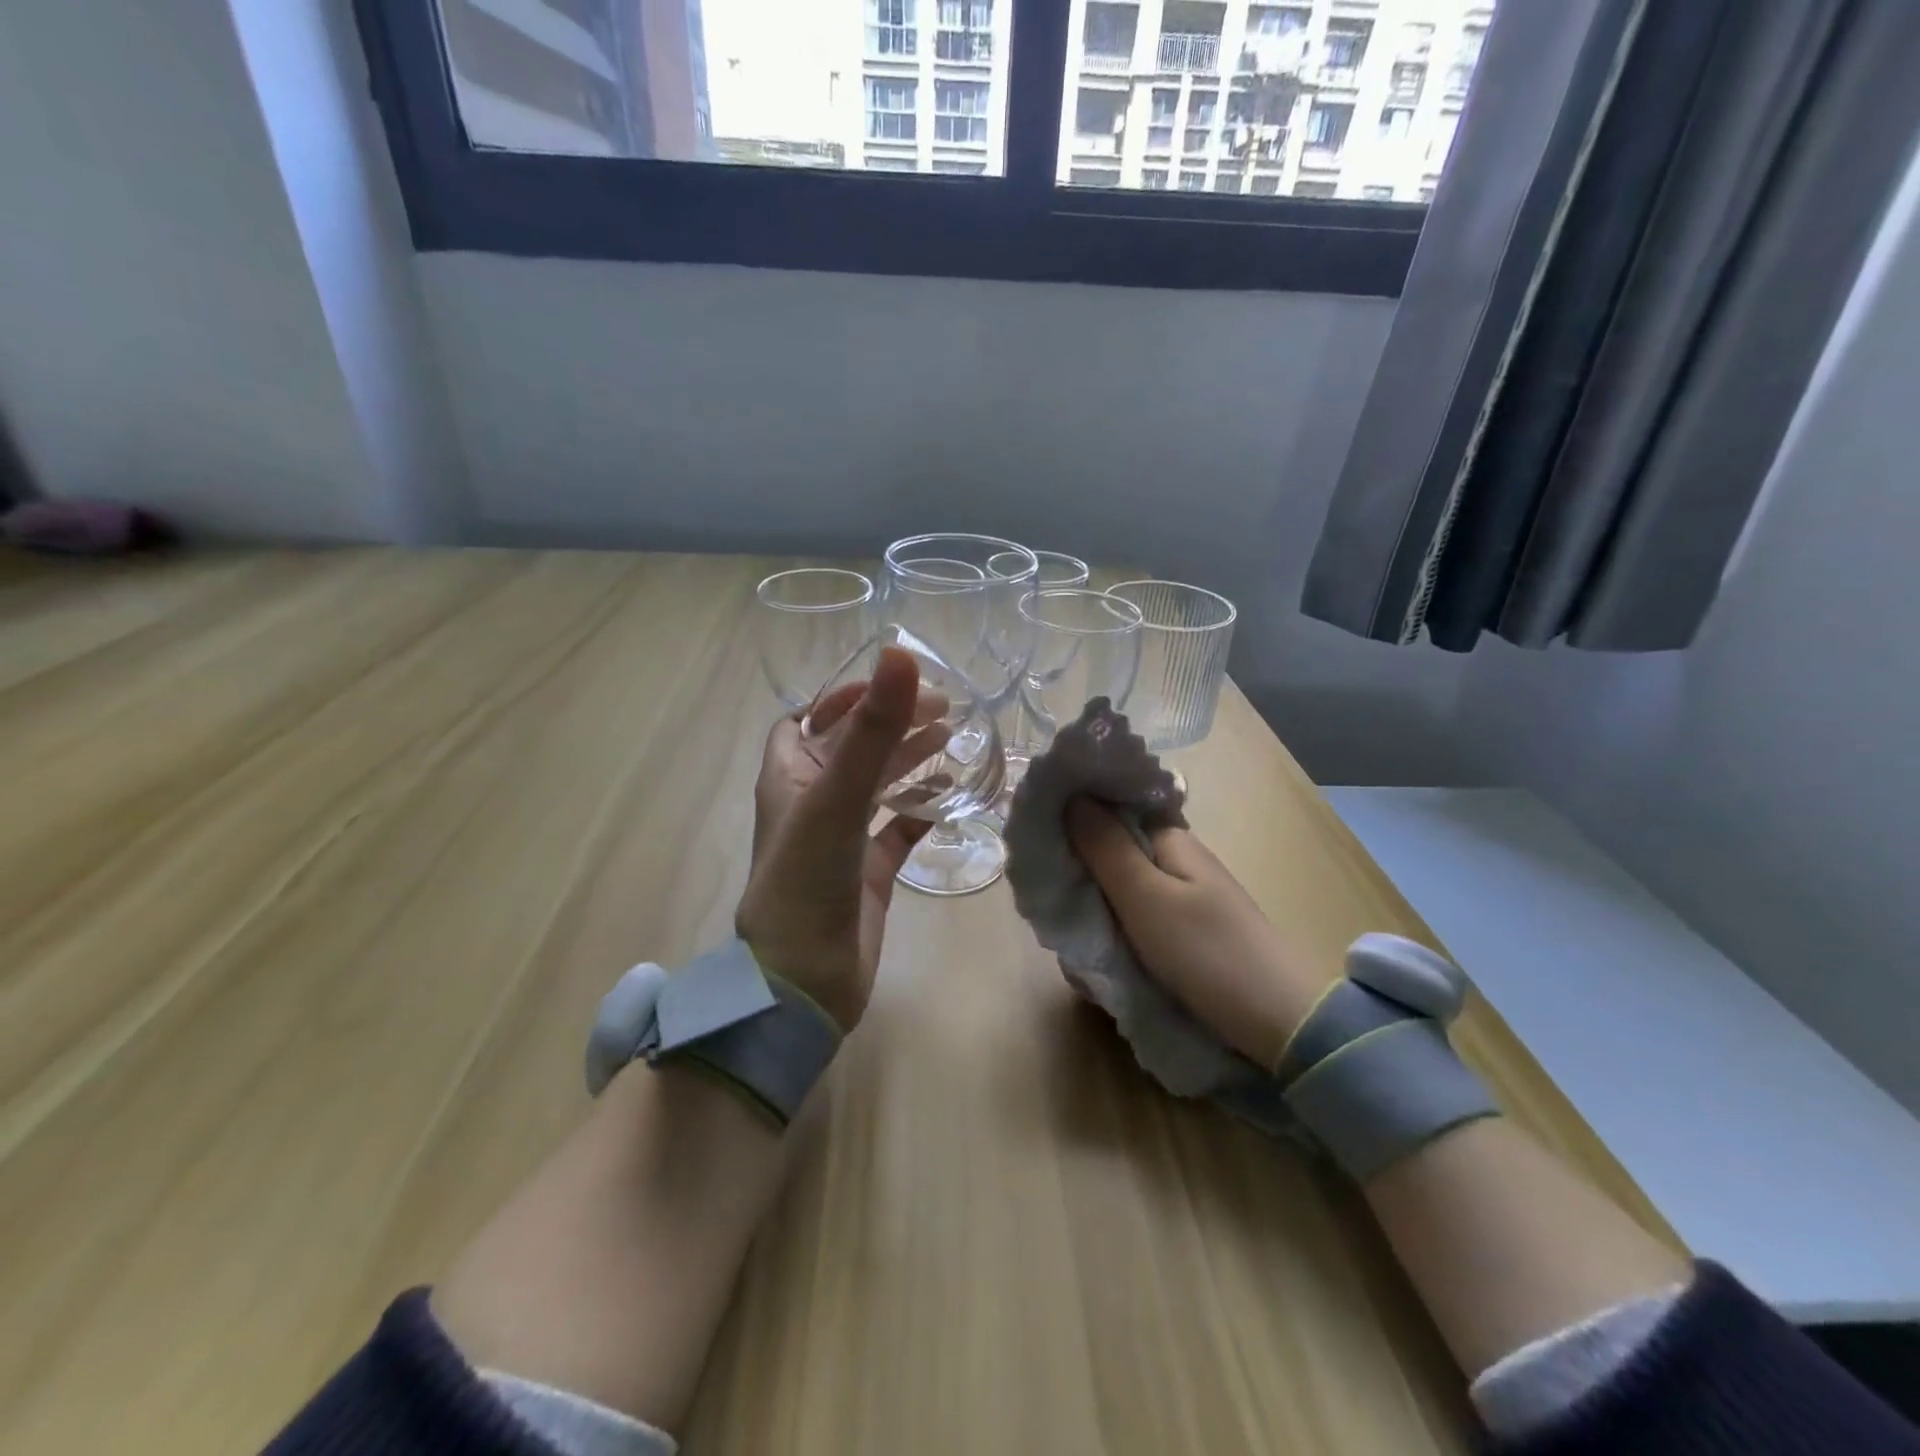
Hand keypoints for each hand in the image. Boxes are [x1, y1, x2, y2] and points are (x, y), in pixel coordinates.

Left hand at [735, 647, 942, 1032]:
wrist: (803, 984)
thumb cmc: (806, 880)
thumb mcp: (836, 798)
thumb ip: (871, 730)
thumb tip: (901, 655)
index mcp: (789, 777)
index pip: (810, 719)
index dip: (844, 696)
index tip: (893, 683)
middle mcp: (813, 802)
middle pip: (853, 747)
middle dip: (892, 723)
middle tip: (943, 707)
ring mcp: (842, 838)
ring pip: (878, 785)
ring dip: (909, 760)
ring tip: (952, 737)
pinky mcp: (870, 871)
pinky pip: (898, 829)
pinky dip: (921, 808)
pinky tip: (950, 793)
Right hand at [1066, 800, 1326, 1069]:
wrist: (1280, 1021)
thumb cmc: (1206, 951)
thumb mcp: (1146, 898)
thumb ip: (1105, 847)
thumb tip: (1072, 795)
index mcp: (1169, 838)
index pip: (1112, 806)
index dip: (1075, 815)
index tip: (1041, 843)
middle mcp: (1176, 858)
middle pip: (1111, 850)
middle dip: (1080, 876)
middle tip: (1059, 911)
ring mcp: (1184, 896)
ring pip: (1119, 890)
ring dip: (1095, 913)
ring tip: (1083, 952)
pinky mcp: (1187, 931)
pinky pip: (1137, 920)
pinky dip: (1117, 935)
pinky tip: (1107, 964)